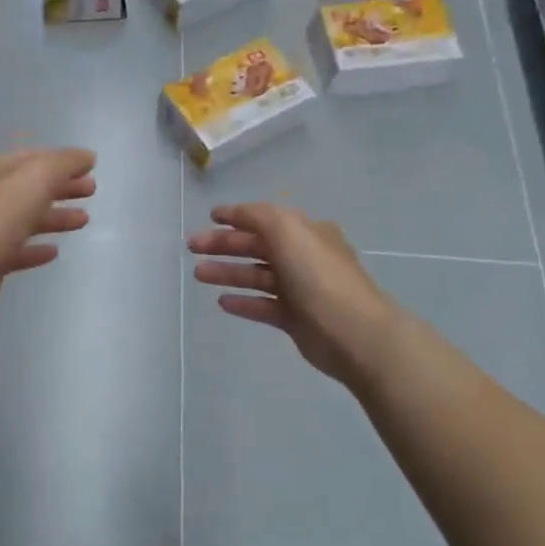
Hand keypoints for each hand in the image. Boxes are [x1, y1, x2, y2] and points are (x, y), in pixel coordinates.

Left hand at [0, 148, 96, 313]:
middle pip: (31, 188)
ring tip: (83, 220)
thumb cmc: (1, 214)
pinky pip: (18, 250)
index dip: (62, 162)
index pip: (34, 158)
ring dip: (55, 217)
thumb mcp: (38, 176)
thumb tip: (86, 156)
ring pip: (27, 218)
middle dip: (62, 187)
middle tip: (91, 191)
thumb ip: (65, 163)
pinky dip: (36, 248)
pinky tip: (54, 252)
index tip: (90, 168)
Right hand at [188, 203, 398, 382]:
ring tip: (197, 274)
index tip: (209, 218)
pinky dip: (243, 302)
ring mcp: (300, 290)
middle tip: (192, 246)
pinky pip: (263, 306)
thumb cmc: (318, 275)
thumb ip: (256, 216)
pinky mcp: (295, 319)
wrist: (352, 332)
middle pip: (257, 247)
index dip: (237, 217)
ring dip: (227, 272)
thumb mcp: (286, 230)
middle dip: (223, 245)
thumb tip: (234, 214)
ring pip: (256, 276)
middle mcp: (304, 257)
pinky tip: (221, 302)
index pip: (266, 219)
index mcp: (306, 233)